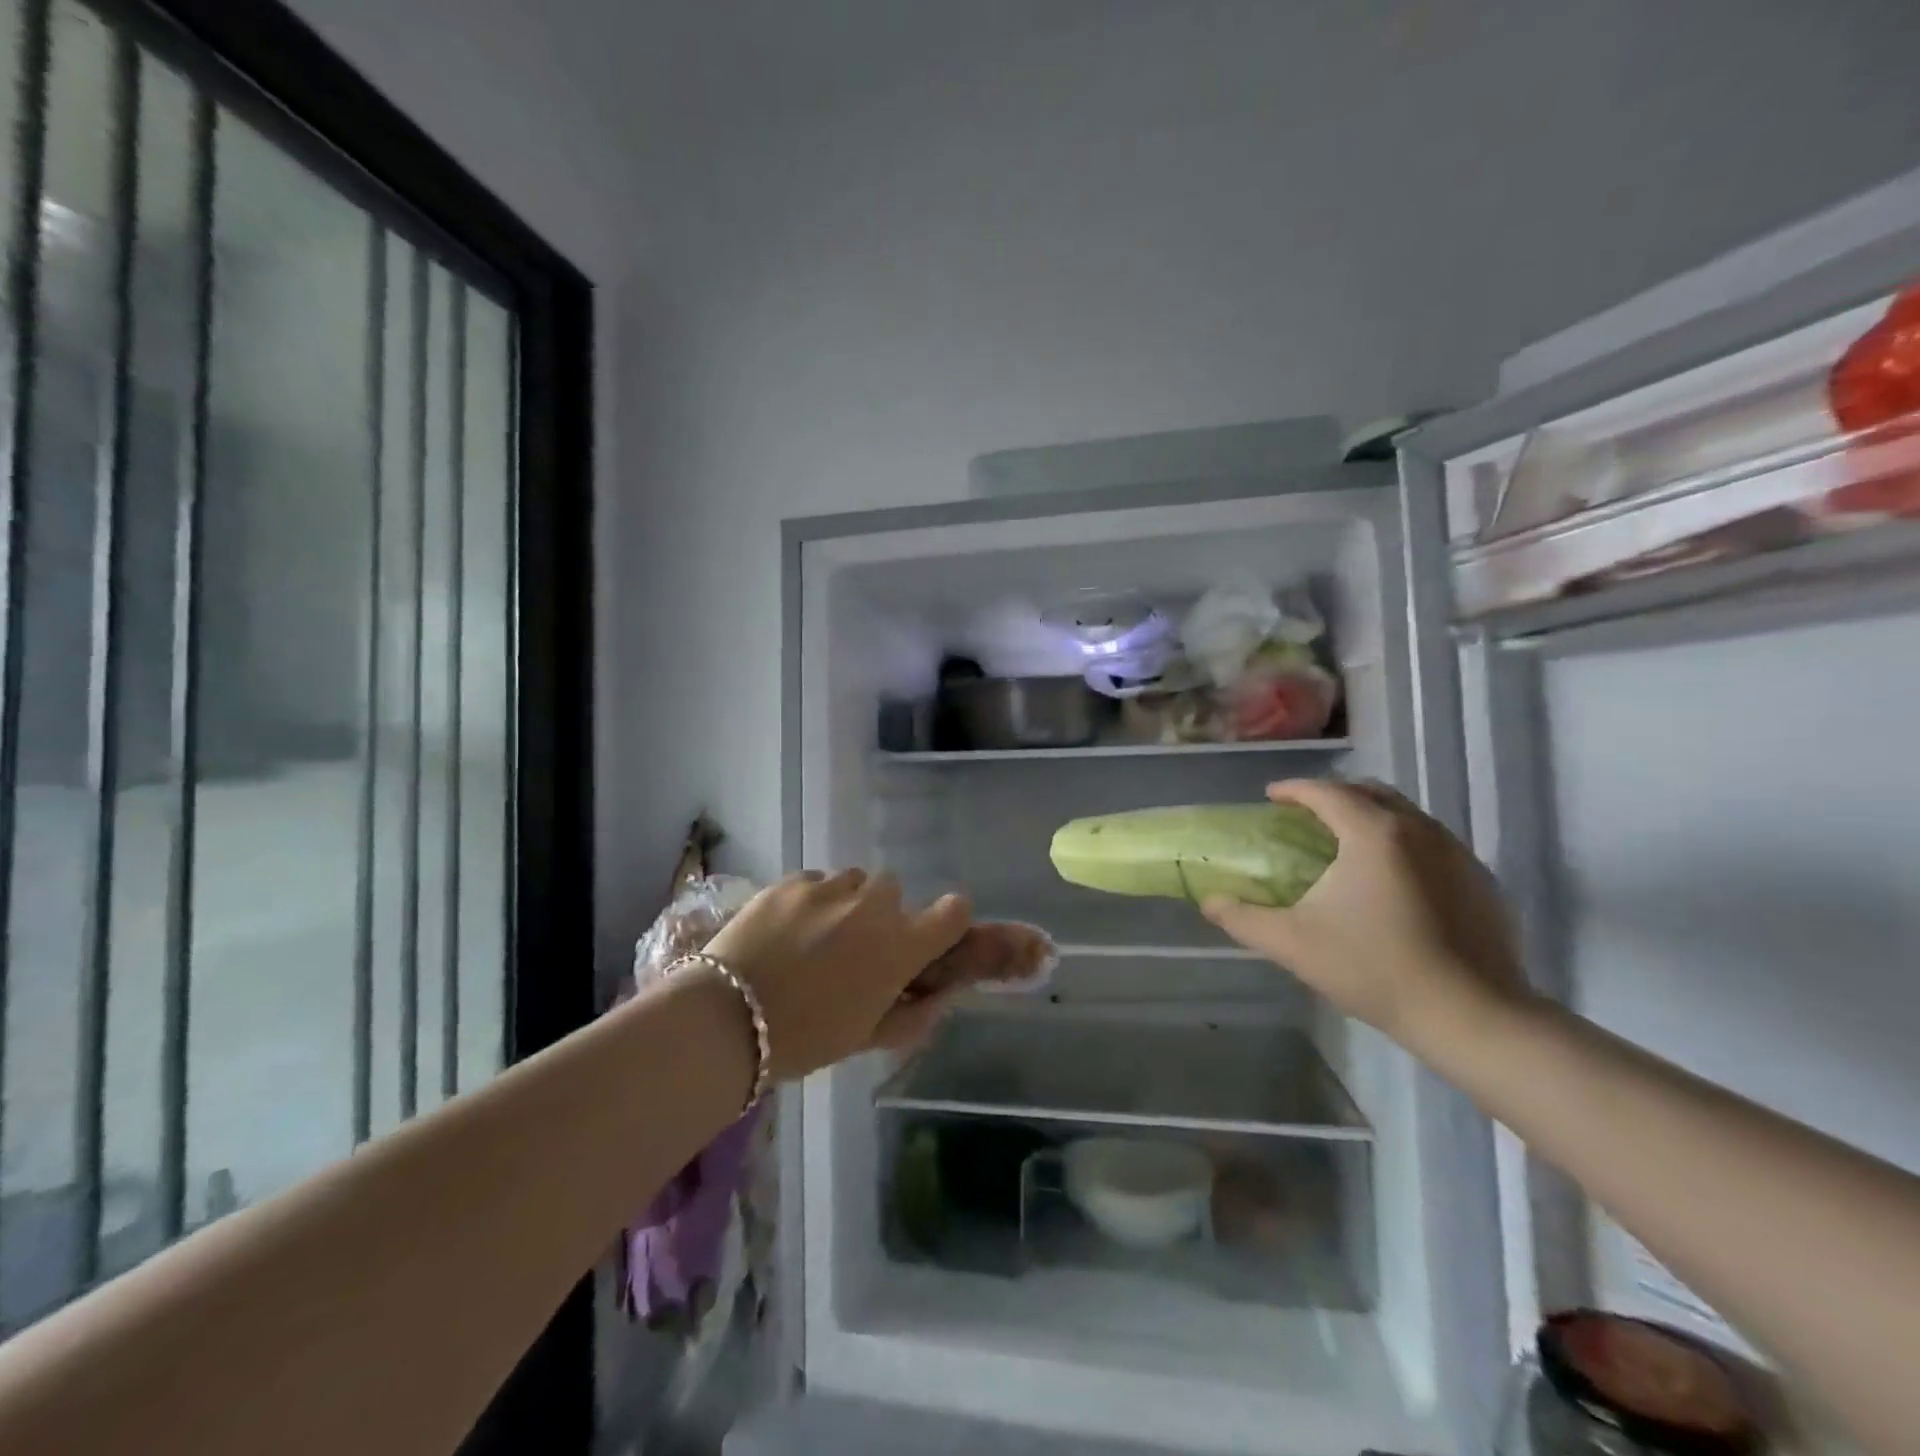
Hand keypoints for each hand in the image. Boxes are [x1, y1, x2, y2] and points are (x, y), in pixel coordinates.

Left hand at [702, 870, 971, 1079]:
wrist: (727, 1018)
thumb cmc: (805, 1039)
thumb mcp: (867, 1037)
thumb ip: (914, 1015)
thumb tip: (940, 995)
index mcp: (900, 946)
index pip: (954, 910)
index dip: (949, 920)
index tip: (930, 938)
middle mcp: (873, 906)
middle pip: (895, 892)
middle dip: (883, 916)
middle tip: (856, 948)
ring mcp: (830, 888)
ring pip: (855, 882)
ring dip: (847, 903)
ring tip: (817, 935)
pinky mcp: (792, 881)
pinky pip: (817, 882)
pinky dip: (812, 900)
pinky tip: (786, 930)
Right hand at [1201, 779, 1530, 1057]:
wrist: (1472, 1016)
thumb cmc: (1374, 969)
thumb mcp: (1292, 943)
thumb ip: (1242, 917)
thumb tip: (1209, 901)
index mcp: (1372, 833)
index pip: (1326, 791)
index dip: (1293, 789)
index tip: (1271, 798)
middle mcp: (1419, 829)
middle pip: (1370, 792)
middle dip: (1335, 796)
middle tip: (1308, 816)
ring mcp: (1457, 853)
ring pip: (1406, 816)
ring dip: (1372, 817)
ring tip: (1348, 846)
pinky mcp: (1481, 881)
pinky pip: (1433, 844)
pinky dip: (1404, 845)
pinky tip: (1392, 883)